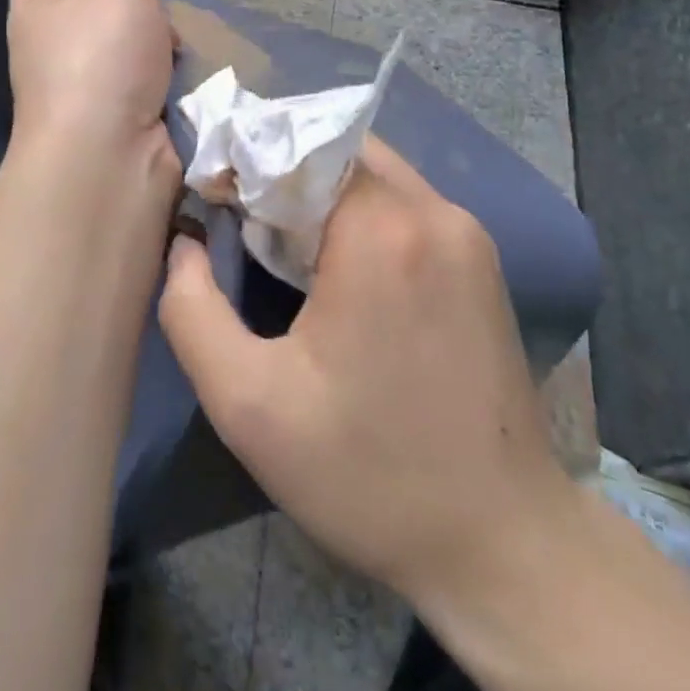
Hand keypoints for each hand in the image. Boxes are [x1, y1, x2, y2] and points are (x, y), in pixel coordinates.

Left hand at [7, 0, 176, 171]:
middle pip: (93, 7)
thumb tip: (141, 36)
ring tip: (177, 44)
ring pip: (132, 46)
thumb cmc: (99, 58)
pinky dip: (174, 78)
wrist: (108, 153)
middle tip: (151, 2)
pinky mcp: (122, 124)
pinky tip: (191, 78)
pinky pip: (155, 84)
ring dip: (158, 42)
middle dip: (124, 0)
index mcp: (37, 10)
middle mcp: (55, 50)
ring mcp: (88, 92)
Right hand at [157, 138, 574, 610]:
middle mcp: (433, 212)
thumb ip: (192, 309)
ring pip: (373, 172)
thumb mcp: (248, 403)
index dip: (246, 159)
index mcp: (381, 230)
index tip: (210, 194)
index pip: (299, 145)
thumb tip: (185, 242)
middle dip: (281, 170)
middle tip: (238, 215)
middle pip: (338, 150)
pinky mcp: (481, 260)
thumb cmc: (368, 475)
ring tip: (278, 242)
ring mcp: (466, 233)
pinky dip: (358, 211)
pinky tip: (335, 265)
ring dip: (320, 190)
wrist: (504, 544)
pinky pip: (404, 204)